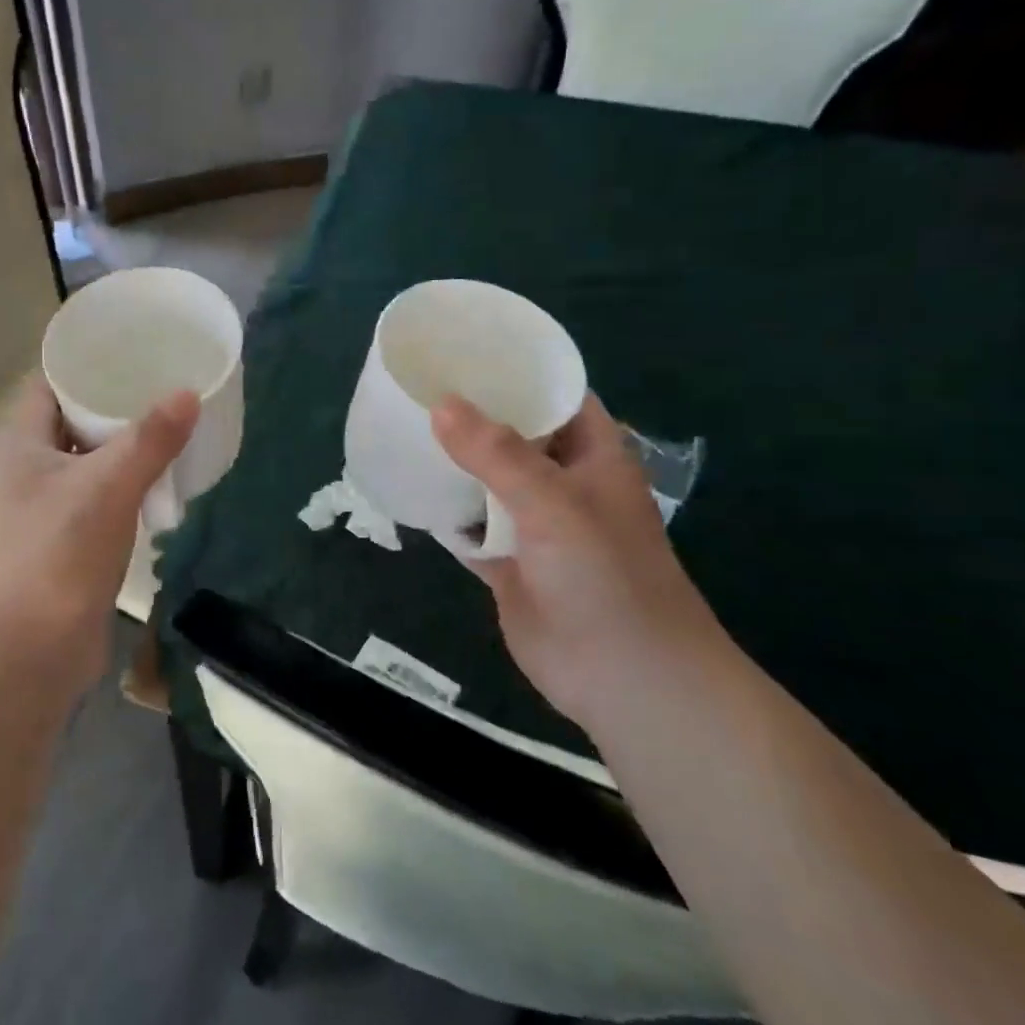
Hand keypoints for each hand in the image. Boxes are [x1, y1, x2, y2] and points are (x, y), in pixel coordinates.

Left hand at [0, 376, 197, 686]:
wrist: (33, 652)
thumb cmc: (59, 554)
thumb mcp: (108, 487)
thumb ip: (149, 440)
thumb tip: (189, 393)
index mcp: (25, 451)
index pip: (47, 390)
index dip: (80, 367)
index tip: (125, 351)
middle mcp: (30, 478)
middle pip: (70, 427)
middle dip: (111, 409)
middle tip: (159, 388)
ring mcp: (46, 516)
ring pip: (88, 468)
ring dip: (121, 452)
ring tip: (167, 430)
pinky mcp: (67, 549)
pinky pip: (100, 505)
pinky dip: (126, 492)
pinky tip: (158, 488)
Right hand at [431, 394, 722, 726]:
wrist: (622, 677)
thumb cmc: (605, 574)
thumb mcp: (554, 503)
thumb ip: (497, 454)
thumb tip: (440, 405)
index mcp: (592, 454)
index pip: (555, 394)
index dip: (517, 369)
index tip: (465, 348)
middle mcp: (563, 481)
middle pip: (513, 435)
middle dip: (472, 414)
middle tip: (416, 385)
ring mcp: (533, 524)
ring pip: (486, 480)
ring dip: (453, 463)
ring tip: (402, 428)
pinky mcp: (507, 561)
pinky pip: (469, 526)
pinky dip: (444, 513)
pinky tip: (407, 491)